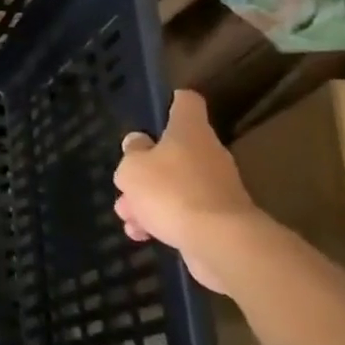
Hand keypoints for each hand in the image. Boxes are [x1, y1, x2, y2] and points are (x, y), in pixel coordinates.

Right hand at [112, 89, 259, 292]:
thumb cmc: (170, 192)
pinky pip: (183, 212)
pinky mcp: (218, 219)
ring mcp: (216, 188)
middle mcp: (207, 154)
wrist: (220, 243)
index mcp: (189, 132)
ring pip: (174, 186)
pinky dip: (163, 221)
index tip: (160, 107)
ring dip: (148, 200)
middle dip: (145, 170)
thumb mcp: (132, 168)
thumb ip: (132, 152)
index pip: (187, 103)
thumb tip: (139, 143)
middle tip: (124, 185)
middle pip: (174, 151)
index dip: (173, 101)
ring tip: (127, 218)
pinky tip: (143, 235)